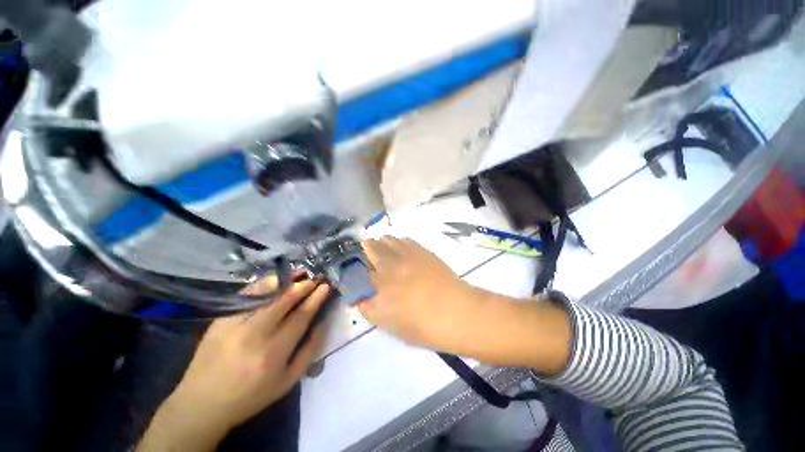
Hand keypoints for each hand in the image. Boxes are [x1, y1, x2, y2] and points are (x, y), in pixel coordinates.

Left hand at [138, 278, 330, 451]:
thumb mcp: (288, 381)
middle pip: (283, 301)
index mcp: (273, 354)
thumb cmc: (251, 396)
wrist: (202, 404)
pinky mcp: (220, 320)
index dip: (315, 299)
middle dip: (303, 286)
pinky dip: (263, 285)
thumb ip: (309, 351)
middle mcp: (253, 335)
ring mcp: (233, 325)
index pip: (300, 317)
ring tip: (299, 275)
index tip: (326, 286)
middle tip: (315, 278)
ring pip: (264, 294)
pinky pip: (246, 296)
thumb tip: (323, 322)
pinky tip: (275, 281)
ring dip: (285, 281)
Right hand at [359, 237, 570, 372]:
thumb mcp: (389, 324)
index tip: (351, 269)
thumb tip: (359, 294)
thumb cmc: (422, 326)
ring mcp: (406, 254)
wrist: (457, 312)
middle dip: (363, 251)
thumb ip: (369, 307)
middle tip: (368, 260)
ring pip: (385, 238)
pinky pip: (403, 239)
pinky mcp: (421, 250)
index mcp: (378, 285)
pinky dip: (398, 244)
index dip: (350, 266)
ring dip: (381, 245)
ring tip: (385, 255)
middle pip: (368, 246)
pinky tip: (402, 253)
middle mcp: (389, 264)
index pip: (354, 268)